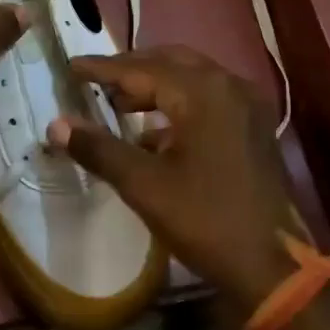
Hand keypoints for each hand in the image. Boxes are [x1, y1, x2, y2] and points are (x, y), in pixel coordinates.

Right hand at [47, 46, 299, 312]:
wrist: (272, 267)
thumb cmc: (205, 219)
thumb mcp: (143, 185)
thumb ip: (98, 148)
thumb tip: (56, 124)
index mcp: (202, 93)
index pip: (140, 69)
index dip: (102, 68)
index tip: (71, 65)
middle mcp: (228, 86)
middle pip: (170, 62)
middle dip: (131, 69)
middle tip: (95, 80)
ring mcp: (247, 106)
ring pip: (192, 79)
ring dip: (155, 86)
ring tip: (119, 105)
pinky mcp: (254, 128)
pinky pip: (209, 99)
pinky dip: (178, 105)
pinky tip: (154, 135)